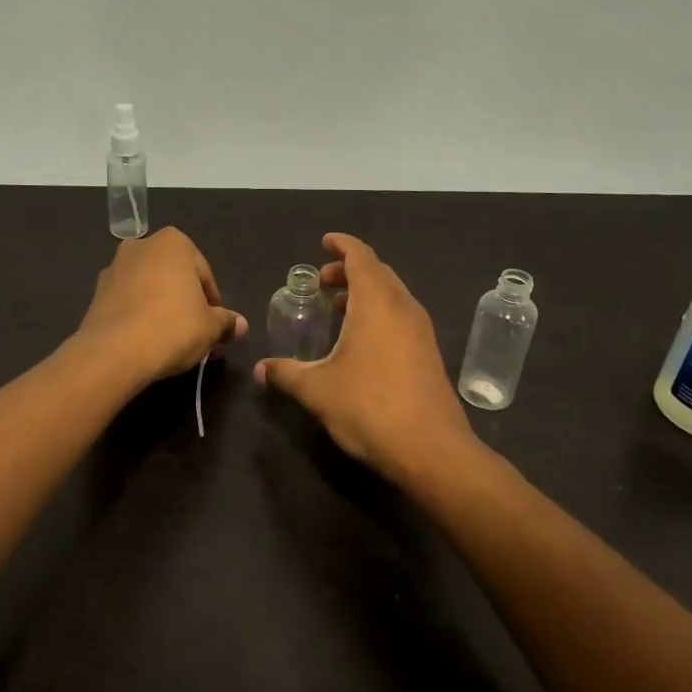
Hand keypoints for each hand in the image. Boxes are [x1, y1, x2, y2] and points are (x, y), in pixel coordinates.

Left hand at [77, 228, 246, 385]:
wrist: (114, 351)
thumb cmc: (173, 327)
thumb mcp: (210, 327)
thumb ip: (226, 321)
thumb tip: (239, 324)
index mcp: (173, 243)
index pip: (203, 273)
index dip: (212, 302)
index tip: (215, 325)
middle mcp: (141, 246)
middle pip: (173, 276)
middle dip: (185, 301)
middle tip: (196, 332)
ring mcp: (114, 268)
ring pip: (148, 287)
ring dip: (160, 306)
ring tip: (170, 339)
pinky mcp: (96, 293)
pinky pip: (127, 302)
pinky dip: (138, 315)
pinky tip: (146, 340)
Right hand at [256, 233, 476, 480]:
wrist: (430, 449)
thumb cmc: (369, 407)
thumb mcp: (318, 390)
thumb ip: (287, 373)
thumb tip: (261, 369)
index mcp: (377, 303)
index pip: (361, 257)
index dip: (343, 245)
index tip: (325, 242)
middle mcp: (403, 308)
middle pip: (378, 273)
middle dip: (350, 270)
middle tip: (322, 282)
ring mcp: (421, 331)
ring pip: (392, 296)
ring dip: (365, 293)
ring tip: (337, 309)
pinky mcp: (429, 353)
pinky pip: (401, 317)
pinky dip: (379, 313)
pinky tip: (360, 341)